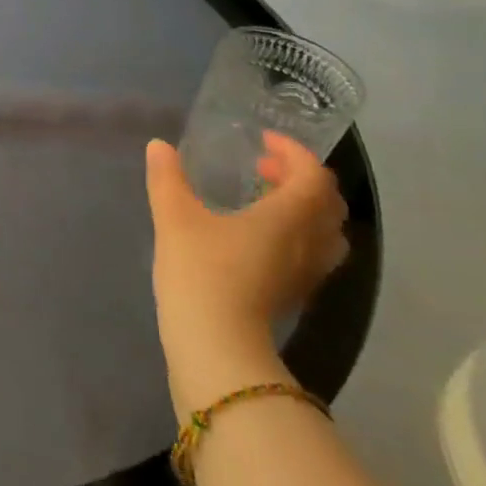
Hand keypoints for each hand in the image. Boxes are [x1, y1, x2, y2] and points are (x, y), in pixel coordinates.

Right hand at [145, 134, 347, 416]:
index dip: (293, 152)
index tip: (263, 142)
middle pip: (327, 202)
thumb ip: (167, 177)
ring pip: (326, 231)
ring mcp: (307, 272)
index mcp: (288, 216)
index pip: (312, 174)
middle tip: (263, 168)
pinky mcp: (295, 294)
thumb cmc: (201, 271)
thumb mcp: (174, 217)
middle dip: (300, 177)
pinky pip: (313, 253)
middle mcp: (310, 242)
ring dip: (304, 208)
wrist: (215, 343)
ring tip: (265, 201)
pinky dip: (297, 234)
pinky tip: (259, 237)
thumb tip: (158, 146)